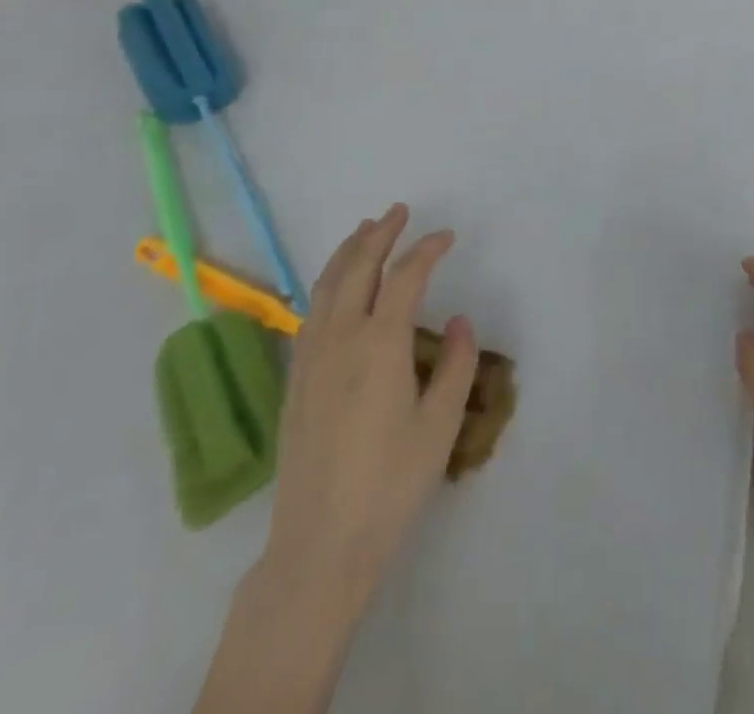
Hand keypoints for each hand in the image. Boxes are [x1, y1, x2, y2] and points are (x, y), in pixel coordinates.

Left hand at [260, 204, 478, 618]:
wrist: (320, 542)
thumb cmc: (390, 483)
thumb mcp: (440, 426)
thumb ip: (455, 365)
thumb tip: (458, 320)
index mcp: (380, 342)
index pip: (405, 275)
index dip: (427, 249)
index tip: (446, 236)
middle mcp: (341, 336)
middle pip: (358, 266)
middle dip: (380, 233)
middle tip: (398, 212)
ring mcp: (311, 355)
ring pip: (327, 283)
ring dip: (349, 251)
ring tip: (365, 230)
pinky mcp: (296, 377)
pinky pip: (312, 309)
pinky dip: (328, 281)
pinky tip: (336, 286)